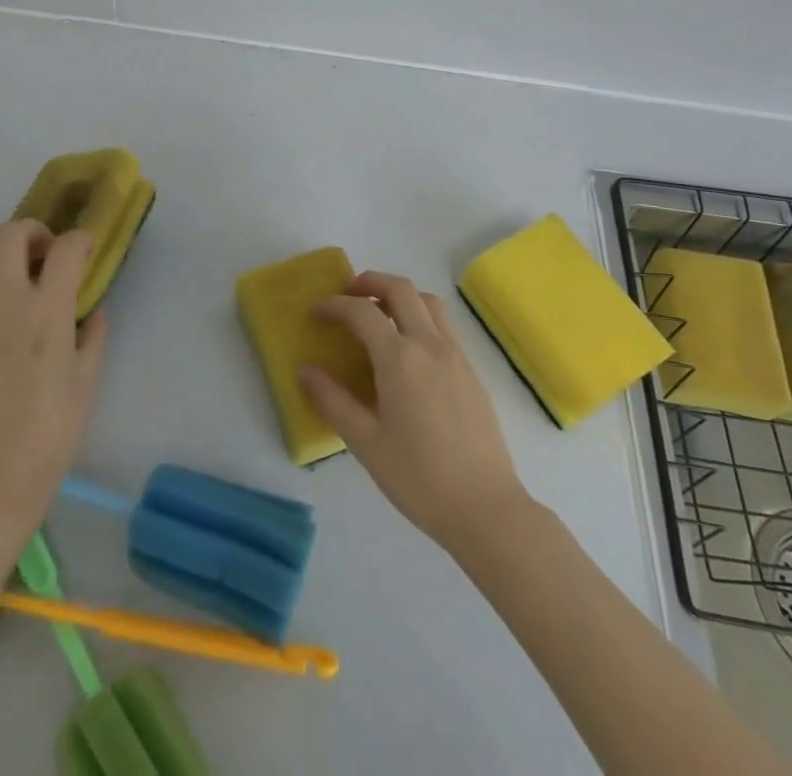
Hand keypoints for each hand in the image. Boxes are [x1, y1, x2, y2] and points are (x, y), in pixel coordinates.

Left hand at [0, 219, 107, 533]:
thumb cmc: (51, 430)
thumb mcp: (88, 378)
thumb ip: (94, 333)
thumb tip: (91, 308)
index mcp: (47, 312)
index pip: (66, 248)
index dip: (81, 240)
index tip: (85, 250)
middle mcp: (5, 302)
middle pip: (11, 233)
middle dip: (33, 232)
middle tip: (44, 254)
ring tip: (10, 276)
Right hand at [299, 273, 527, 551]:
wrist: (486, 509)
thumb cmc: (419, 479)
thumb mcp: (365, 443)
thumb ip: (332, 401)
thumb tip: (305, 370)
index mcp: (400, 359)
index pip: (362, 311)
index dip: (334, 305)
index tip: (316, 313)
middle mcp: (429, 345)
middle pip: (400, 289)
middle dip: (369, 282)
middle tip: (347, 295)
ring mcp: (456, 355)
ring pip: (427, 301)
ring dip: (399, 294)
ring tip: (378, 313)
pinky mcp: (472, 371)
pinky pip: (443, 326)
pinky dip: (420, 316)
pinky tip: (408, 349)